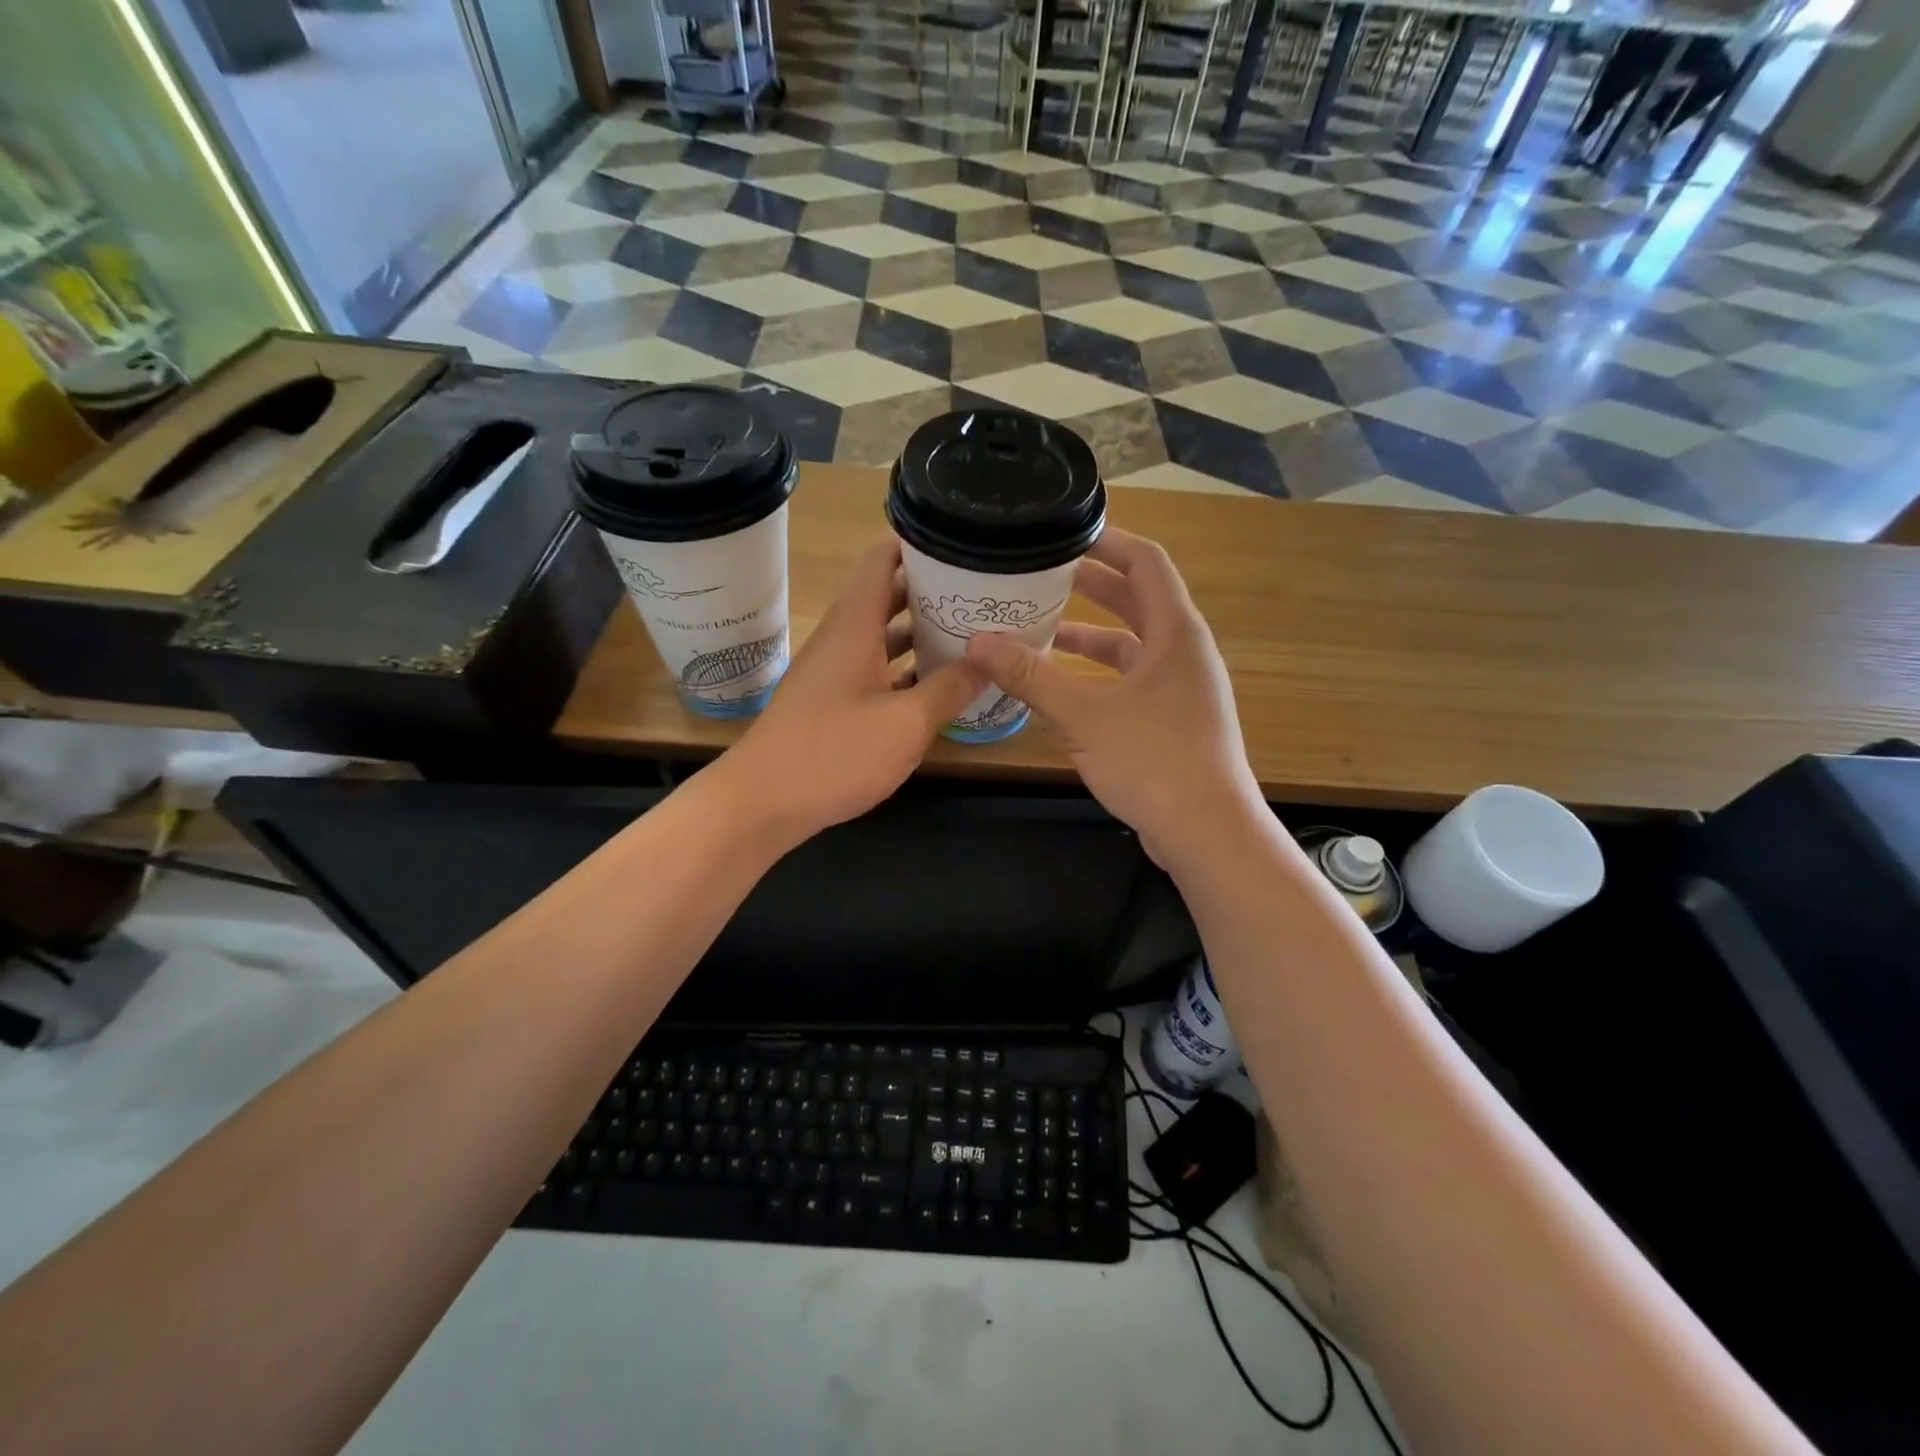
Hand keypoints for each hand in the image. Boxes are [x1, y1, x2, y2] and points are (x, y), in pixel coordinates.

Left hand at [726, 540, 982, 845]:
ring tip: (971, 634)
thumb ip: (950, 688)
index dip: (919, 547)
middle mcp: (842, 639)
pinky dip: (905, 671)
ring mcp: (834, 672)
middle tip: (981, 595)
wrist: (762, 803)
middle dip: (932, 593)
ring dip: (921, 635)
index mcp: (855, 626)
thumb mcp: (905, 724)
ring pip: (883, 638)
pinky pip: (875, 671)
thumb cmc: (834, 754)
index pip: (883, 561)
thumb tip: (989, 659)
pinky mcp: (832, 703)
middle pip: (888, 597)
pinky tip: (938, 687)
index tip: (962, 547)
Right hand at [965, 528, 1263, 870]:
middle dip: (1091, 584)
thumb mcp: (1084, 715)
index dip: (1107, 541)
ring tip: (1042, 624)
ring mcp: (1182, 686)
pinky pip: (1133, 677)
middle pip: (1138, 598)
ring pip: (1133, 642)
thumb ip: (1031, 676)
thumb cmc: (1153, 762)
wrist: (1207, 831)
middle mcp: (1184, 650)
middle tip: (1042, 573)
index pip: (1146, 561)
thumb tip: (978, 642)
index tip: (1063, 534)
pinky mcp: (1173, 717)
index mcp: (1176, 632)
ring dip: (1091, 632)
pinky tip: (1062, 683)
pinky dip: (1099, 671)